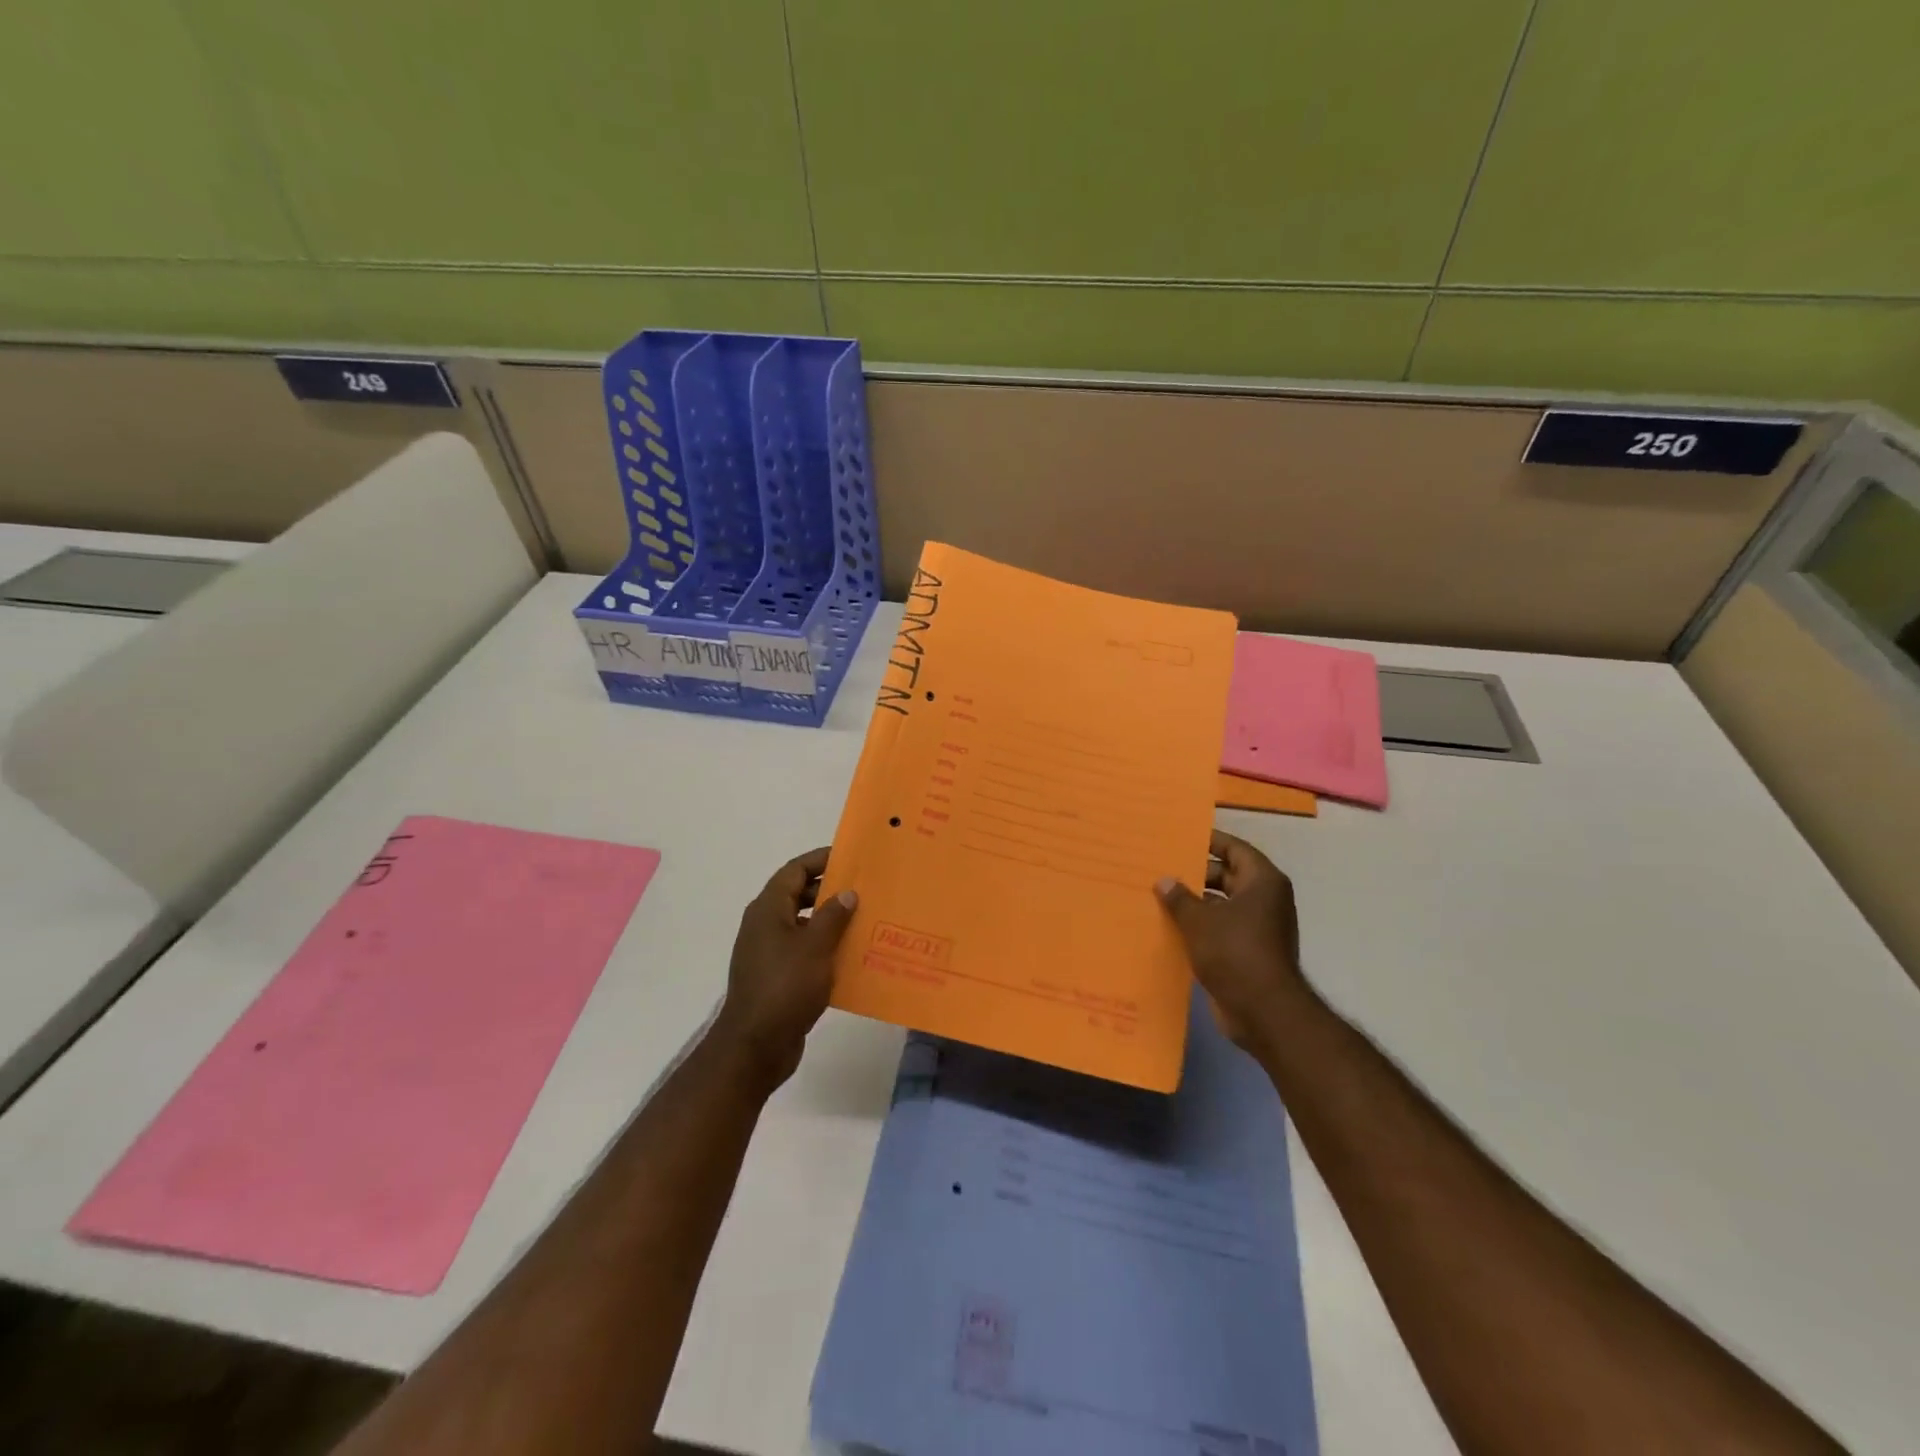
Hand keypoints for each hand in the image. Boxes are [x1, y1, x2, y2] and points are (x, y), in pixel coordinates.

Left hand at [712, 847, 856, 1088]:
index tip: (851, 858)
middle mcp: (765, 925)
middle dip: (830, 890)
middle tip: (865, 889)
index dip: (821, 860)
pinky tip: (852, 956)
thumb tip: (847, 893)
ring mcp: (769, 953)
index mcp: (768, 910)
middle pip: (799, 895)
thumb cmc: (785, 987)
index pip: (795, 870)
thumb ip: (833, 916)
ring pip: (804, 925)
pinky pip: (804, 951)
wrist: (755, 1046)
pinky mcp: (778, 977)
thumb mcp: (815, 947)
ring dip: (831, 921)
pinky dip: (826, 948)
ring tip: (865, 920)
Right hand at [1157, 830, 1307, 1051]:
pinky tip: (1171, 925)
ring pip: (1222, 903)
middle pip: (1228, 875)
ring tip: (1160, 895)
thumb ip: (1179, 897)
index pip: (1235, 849)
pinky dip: (1200, 925)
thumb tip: (1164, 881)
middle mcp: (1265, 900)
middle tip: (1162, 868)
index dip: (1209, 841)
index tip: (1181, 838)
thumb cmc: (1235, 952)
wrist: (1263, 1011)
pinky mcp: (1248, 951)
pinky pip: (1221, 927)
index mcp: (1262, 882)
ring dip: (1195, 901)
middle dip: (1197, 873)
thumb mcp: (1200, 921)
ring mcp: (1259, 927)